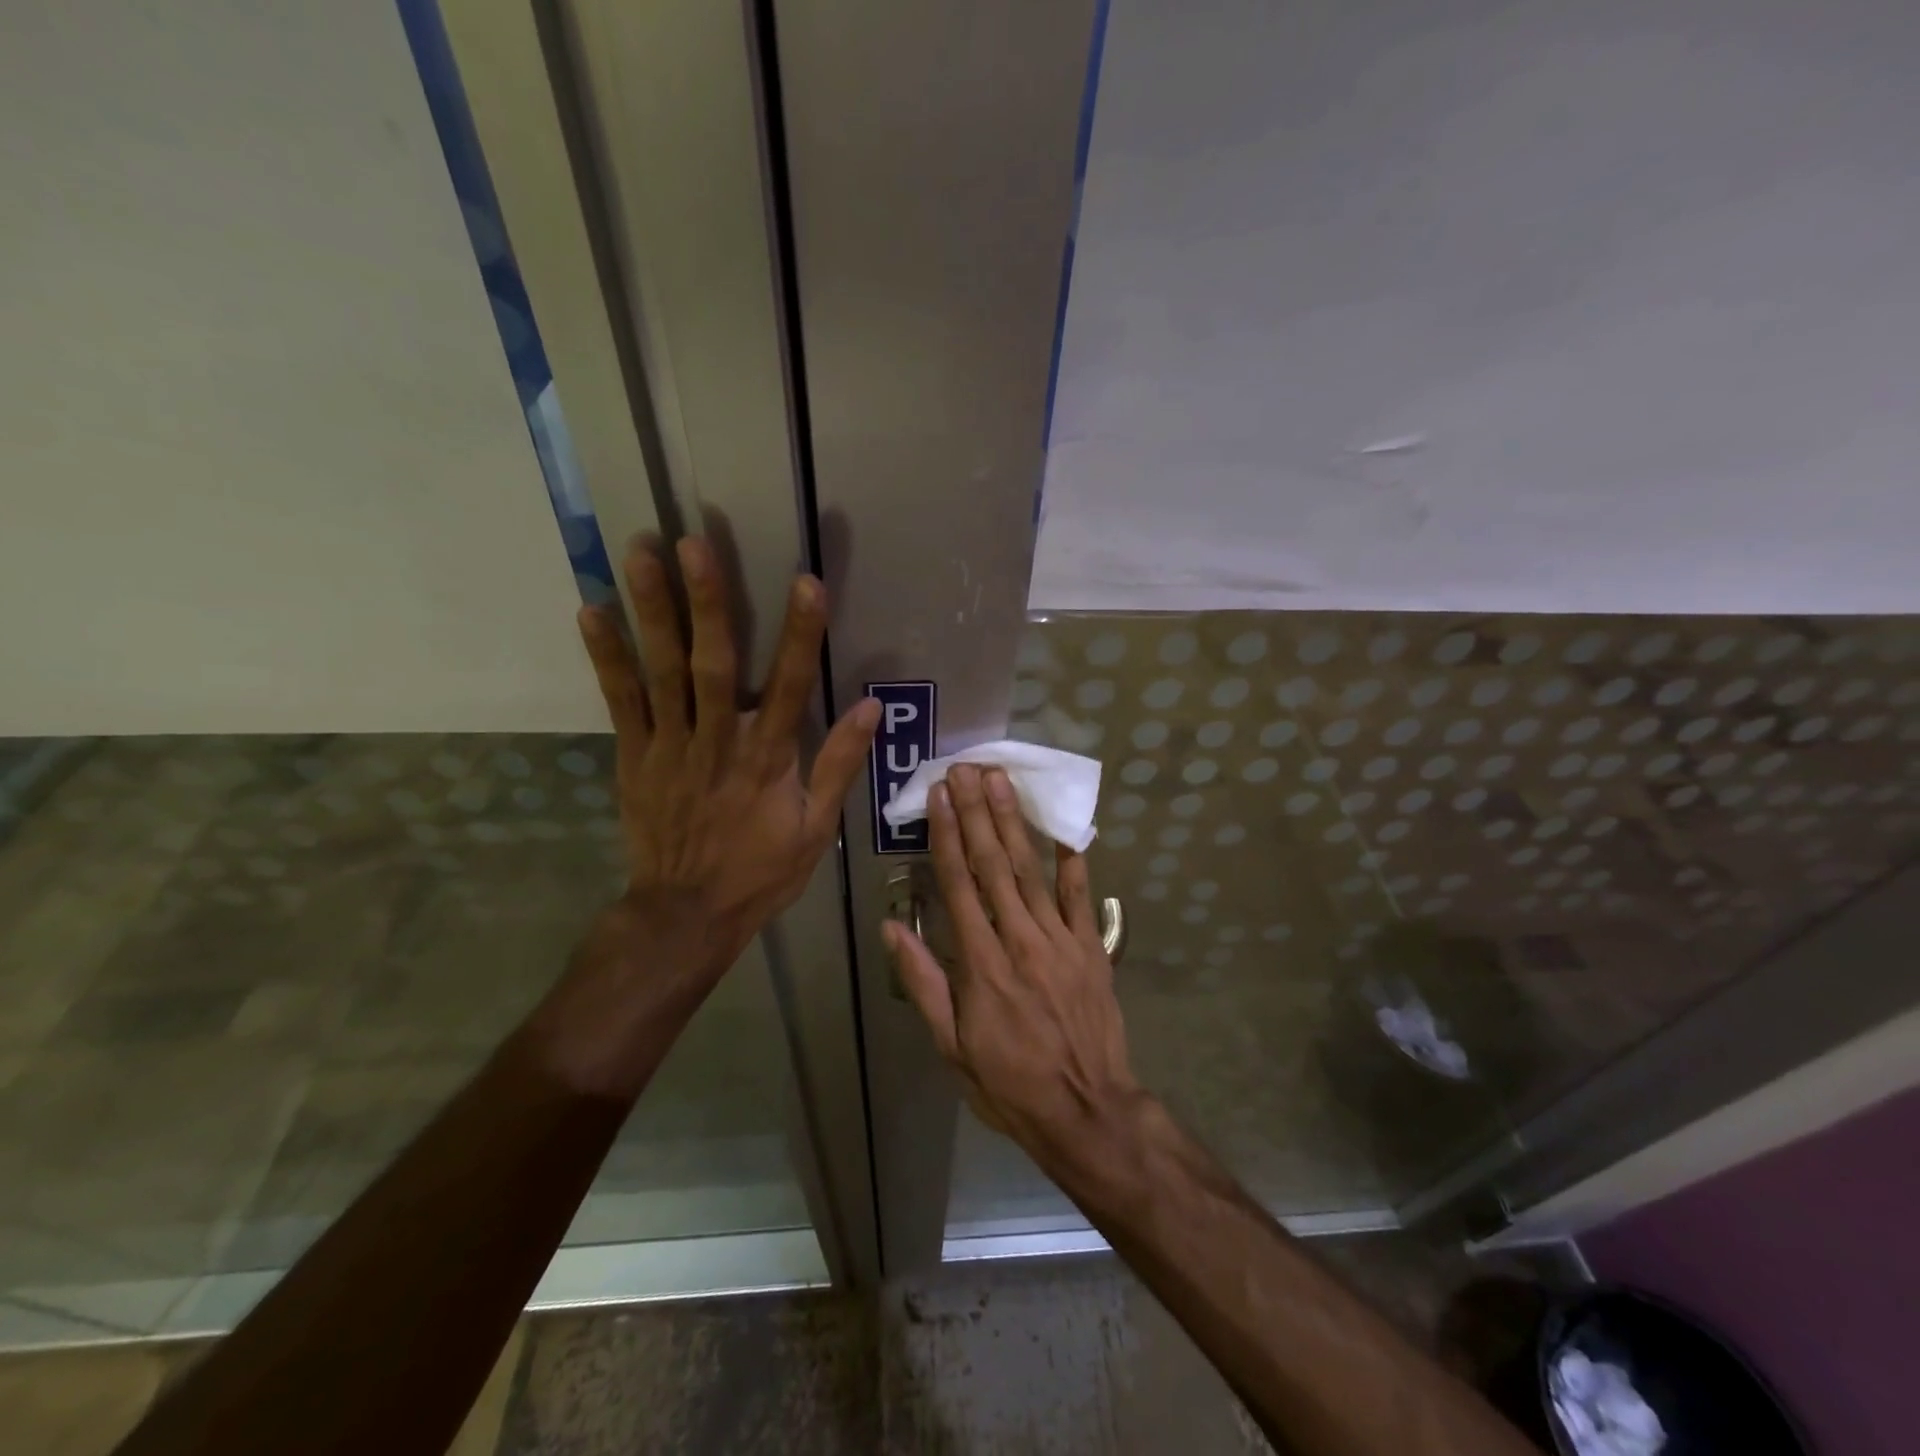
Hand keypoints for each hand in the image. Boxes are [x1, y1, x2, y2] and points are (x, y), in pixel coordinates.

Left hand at [538, 535, 878, 1095]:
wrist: (685, 914)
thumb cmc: (759, 872)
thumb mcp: (815, 828)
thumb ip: (839, 764)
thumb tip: (870, 707)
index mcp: (768, 760)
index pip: (791, 686)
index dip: (801, 634)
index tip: (807, 582)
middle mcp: (718, 742)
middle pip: (714, 664)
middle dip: (708, 602)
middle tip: (695, 543)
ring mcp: (670, 747)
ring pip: (662, 672)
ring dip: (653, 611)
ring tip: (641, 553)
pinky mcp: (635, 756)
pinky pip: (621, 701)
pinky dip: (607, 656)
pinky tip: (592, 610)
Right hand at [885, 764, 1143, 1166]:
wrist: (1087, 1111)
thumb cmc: (1009, 1083)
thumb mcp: (951, 1046)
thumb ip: (924, 983)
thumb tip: (892, 929)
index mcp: (980, 962)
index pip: (958, 884)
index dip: (947, 835)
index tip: (940, 796)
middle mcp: (1019, 939)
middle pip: (993, 864)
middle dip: (977, 812)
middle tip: (967, 767)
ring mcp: (1060, 940)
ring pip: (1031, 869)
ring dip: (1014, 821)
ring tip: (1001, 780)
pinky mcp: (1090, 947)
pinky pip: (1080, 896)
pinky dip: (1072, 859)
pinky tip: (1064, 826)